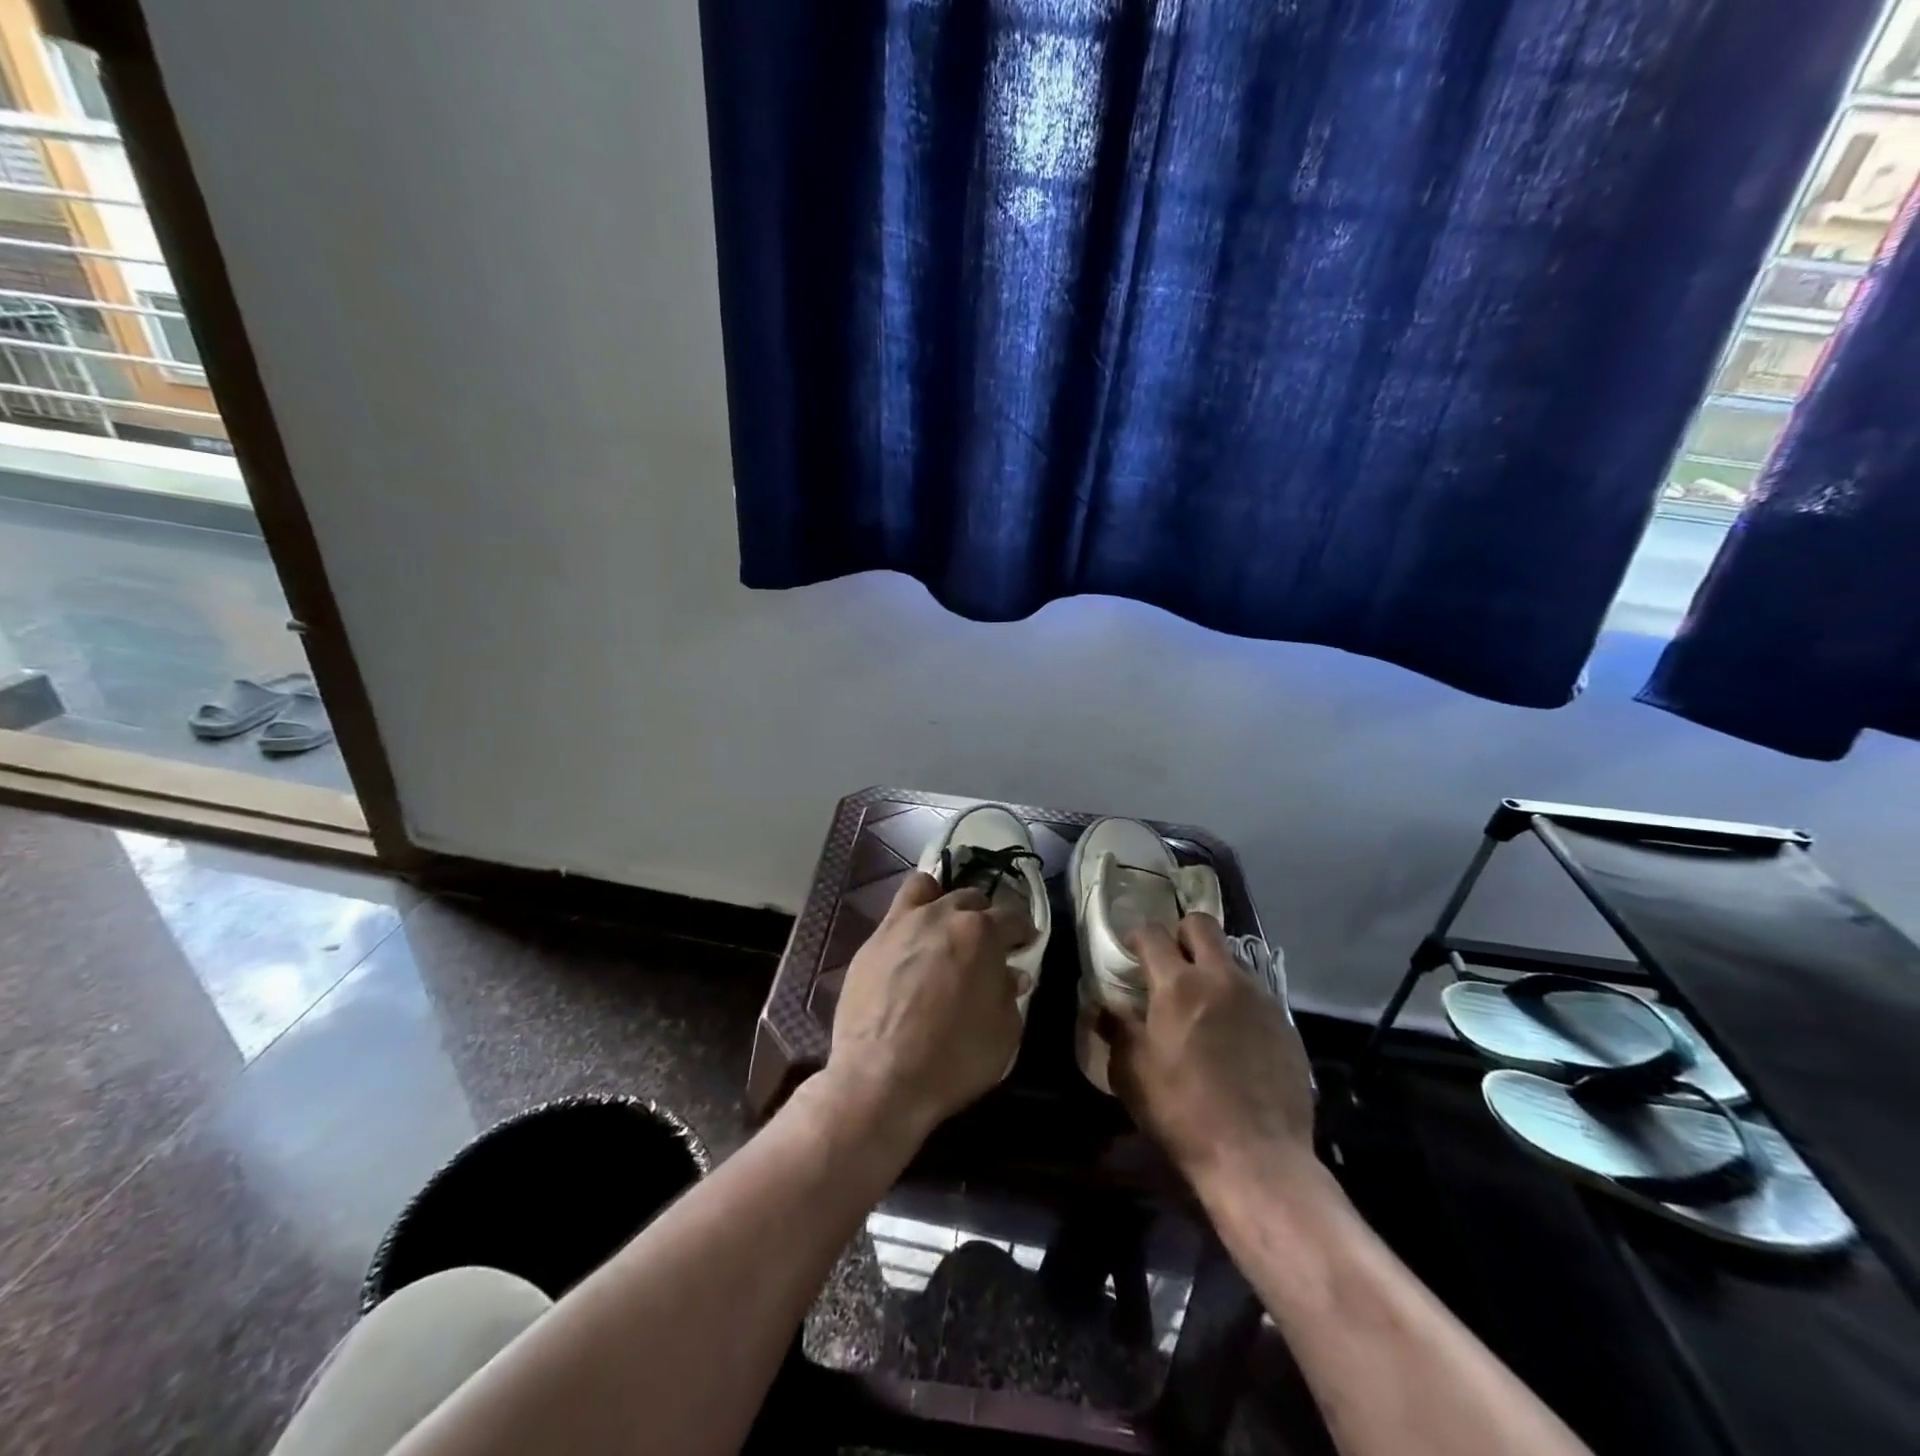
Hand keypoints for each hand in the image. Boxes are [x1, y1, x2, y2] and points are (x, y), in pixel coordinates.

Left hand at [824, 872, 1033, 1142]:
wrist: (880, 1076)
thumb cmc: (954, 1058)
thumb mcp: (1004, 1034)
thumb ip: (1009, 995)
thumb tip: (1010, 975)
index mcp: (982, 933)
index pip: (1012, 918)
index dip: (1023, 932)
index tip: (1026, 945)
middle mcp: (943, 915)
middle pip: (970, 899)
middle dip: (984, 917)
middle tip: (985, 945)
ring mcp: (902, 923)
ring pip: (927, 889)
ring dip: (942, 902)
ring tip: (944, 927)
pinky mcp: (872, 941)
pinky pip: (895, 912)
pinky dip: (910, 919)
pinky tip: (911, 945)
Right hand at [1104, 914, 1314, 1190]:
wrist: (1257, 1158)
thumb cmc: (1182, 1113)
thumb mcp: (1132, 1074)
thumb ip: (1117, 1030)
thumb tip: (1104, 1007)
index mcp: (1178, 985)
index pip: (1153, 934)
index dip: (1137, 937)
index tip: (1131, 952)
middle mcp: (1221, 979)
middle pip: (1202, 925)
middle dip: (1181, 934)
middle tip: (1171, 964)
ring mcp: (1259, 998)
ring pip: (1232, 959)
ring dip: (1212, 970)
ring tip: (1204, 1007)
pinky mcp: (1285, 1024)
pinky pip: (1255, 994)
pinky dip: (1237, 1002)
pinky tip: (1233, 1038)